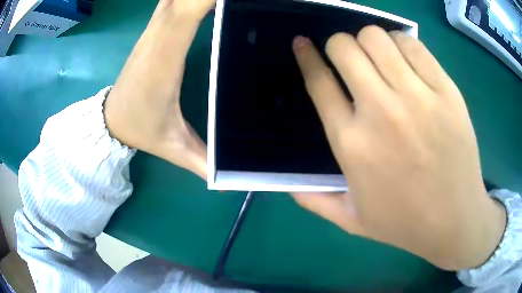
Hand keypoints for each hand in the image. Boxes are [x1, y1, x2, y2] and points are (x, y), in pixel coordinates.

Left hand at [104, 0, 215, 178]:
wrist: (112, 119)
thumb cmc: (141, 130)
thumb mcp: (174, 147)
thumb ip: (205, 160)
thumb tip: (234, 179)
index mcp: (162, 61)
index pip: (182, 16)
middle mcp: (157, 37)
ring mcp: (154, 30)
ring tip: (226, 0)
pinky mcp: (155, 29)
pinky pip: (171, 1)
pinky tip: (203, 0)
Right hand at [291, 26, 505, 269]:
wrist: (454, 220)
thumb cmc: (404, 222)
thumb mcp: (352, 221)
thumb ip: (315, 202)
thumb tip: (287, 185)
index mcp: (352, 143)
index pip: (318, 81)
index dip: (306, 55)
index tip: (302, 43)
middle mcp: (381, 112)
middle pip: (345, 47)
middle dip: (338, 44)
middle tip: (349, 57)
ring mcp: (418, 97)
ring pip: (377, 37)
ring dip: (369, 40)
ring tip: (379, 57)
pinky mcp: (446, 91)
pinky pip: (413, 45)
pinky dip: (402, 43)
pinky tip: (405, 59)